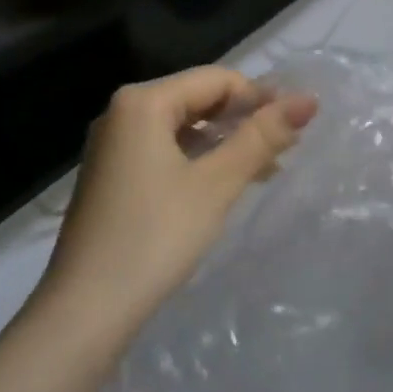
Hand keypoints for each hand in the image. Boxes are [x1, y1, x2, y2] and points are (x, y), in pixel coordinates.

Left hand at [39, 67, 317, 329]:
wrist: (84, 312)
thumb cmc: (155, 237)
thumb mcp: (216, 184)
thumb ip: (262, 137)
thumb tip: (309, 99)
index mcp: (142, 102)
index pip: (216, 79)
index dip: (260, 96)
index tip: (298, 123)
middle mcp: (122, 113)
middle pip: (197, 99)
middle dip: (243, 119)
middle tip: (286, 146)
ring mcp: (112, 146)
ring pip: (182, 127)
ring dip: (224, 141)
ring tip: (265, 167)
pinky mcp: (111, 176)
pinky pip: (164, 150)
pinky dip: (198, 159)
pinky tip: (223, 184)